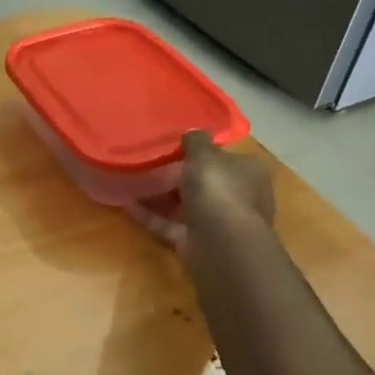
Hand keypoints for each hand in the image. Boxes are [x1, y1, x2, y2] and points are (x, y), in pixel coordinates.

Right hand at [129, 130, 274, 250]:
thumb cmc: (218, 190)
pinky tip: (126, 204)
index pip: (226, 158)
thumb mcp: (204, 155)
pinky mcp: (195, 243)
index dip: (204, 152)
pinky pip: (169, 225)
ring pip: (187, 206)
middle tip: (151, 162)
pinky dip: (150, 216)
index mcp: (248, 173)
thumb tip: (192, 131)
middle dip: (182, 175)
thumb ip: (196, 141)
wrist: (220, 243)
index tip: (177, 146)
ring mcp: (217, 223)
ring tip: (135, 181)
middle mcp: (237, 198)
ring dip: (163, 196)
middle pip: (206, 183)